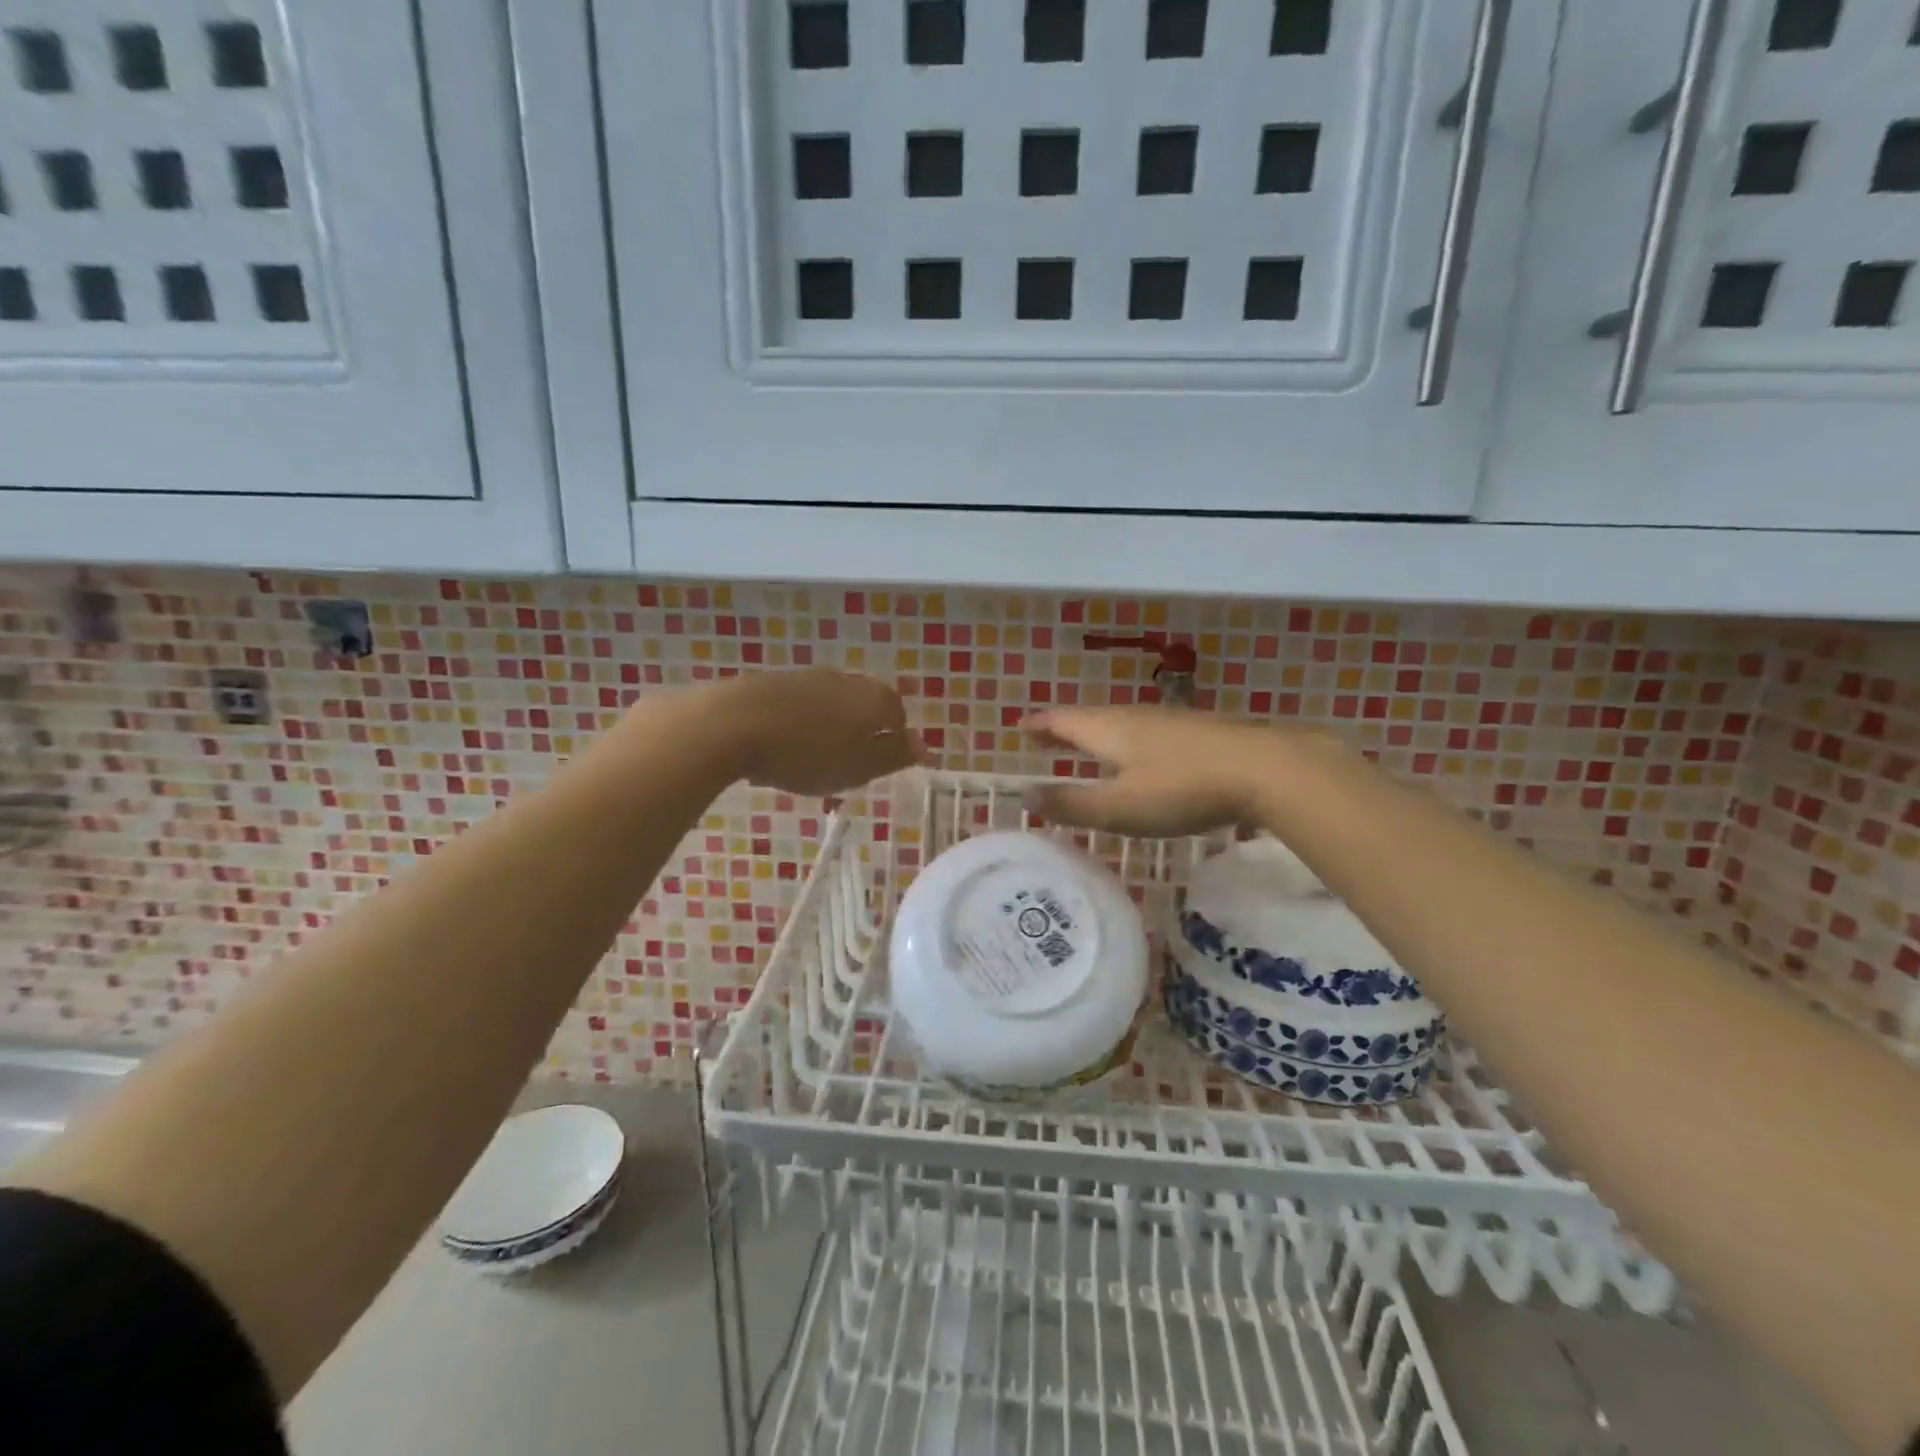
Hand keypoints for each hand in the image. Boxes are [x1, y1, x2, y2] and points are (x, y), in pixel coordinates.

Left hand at [718, 669, 924, 795]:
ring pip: (831, 705)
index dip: (893, 742)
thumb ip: (894, 756)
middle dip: (861, 733)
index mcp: (874, 699)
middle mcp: (846, 680)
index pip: (898, 716)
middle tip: (848, 766)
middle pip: (865, 706)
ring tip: (813, 760)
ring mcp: (807, 677)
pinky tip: (782, 746)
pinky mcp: (772, 682)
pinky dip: (799, 725)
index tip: (879, 769)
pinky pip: (799, 706)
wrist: (732, 723)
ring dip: (829, 729)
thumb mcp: (859, 766)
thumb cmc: (807, 753)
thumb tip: (924, 746)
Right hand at [1023, 707, 1297, 835]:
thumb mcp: (1119, 807)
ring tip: (1085, 747)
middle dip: (1064, 729)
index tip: (1019, 727)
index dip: (1039, 726)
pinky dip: (1126, 742)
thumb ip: (1072, 804)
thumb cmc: (1181, 789)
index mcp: (1108, 729)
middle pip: (1089, 718)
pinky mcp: (1197, 733)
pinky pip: (1145, 733)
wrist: (1264, 768)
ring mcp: (1168, 722)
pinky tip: (1140, 757)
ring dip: (1095, 734)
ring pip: (1120, 724)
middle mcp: (1133, 717)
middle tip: (1044, 737)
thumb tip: (1025, 796)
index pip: (1062, 721)